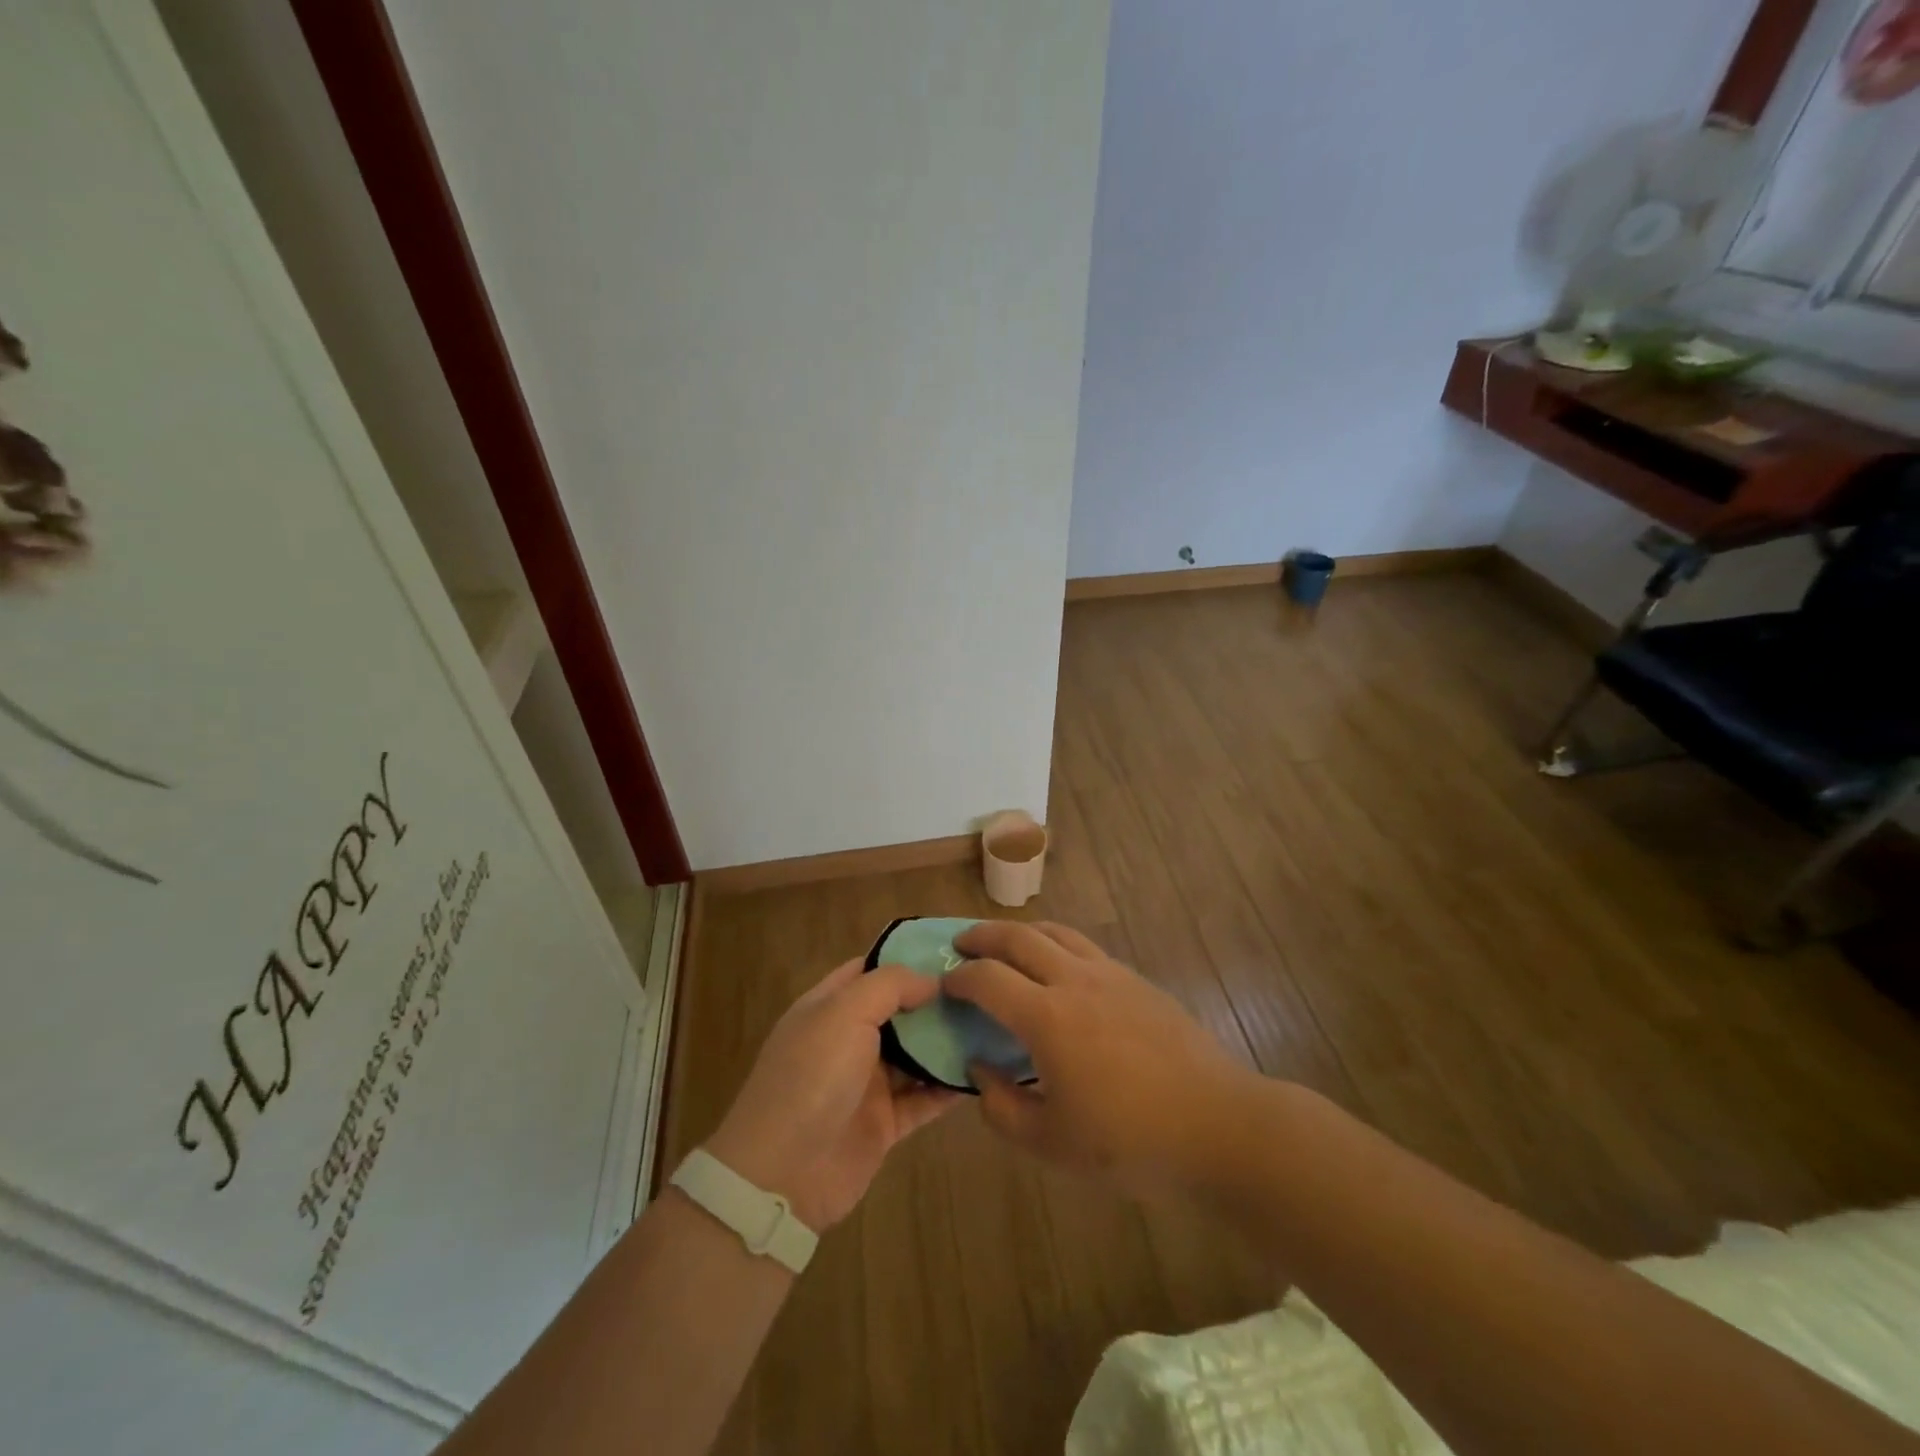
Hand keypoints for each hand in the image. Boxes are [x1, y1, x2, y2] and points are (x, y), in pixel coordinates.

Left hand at [706, 959, 960, 1230]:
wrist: (783, 1174)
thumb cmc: (812, 1076)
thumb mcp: (845, 1012)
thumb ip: (890, 986)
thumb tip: (931, 980)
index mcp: (829, 1007)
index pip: (870, 969)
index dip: (906, 957)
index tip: (953, 952)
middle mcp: (848, 1040)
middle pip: (899, 1011)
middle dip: (936, 999)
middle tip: (987, 986)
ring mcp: (866, 1083)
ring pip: (916, 1054)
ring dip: (948, 1041)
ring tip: (993, 1023)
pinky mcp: (884, 1124)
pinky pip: (924, 1099)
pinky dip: (949, 1086)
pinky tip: (984, 1071)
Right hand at [945, 921, 1251, 1195]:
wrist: (1217, 1125)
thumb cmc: (1130, 1142)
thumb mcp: (1051, 1144)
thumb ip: (1002, 1108)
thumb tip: (979, 1071)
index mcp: (1047, 1017)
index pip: (987, 979)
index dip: (959, 978)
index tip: (945, 985)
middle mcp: (1074, 980)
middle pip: (1018, 937)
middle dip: (983, 935)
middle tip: (962, 944)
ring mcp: (1110, 974)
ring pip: (1055, 932)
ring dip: (1021, 932)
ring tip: (1006, 945)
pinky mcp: (1137, 980)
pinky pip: (1085, 947)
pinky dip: (1057, 944)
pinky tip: (1058, 969)